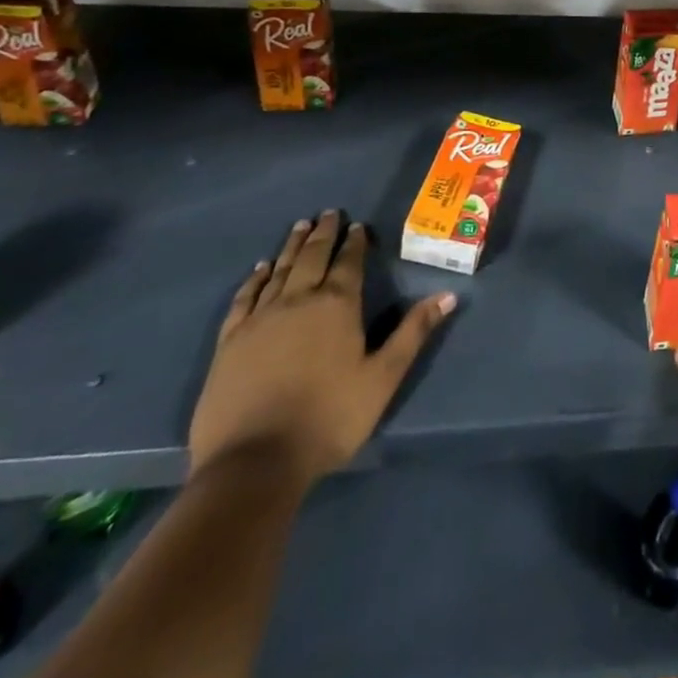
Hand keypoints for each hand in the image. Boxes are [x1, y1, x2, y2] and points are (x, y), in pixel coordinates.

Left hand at [188, 211, 455, 486]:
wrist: (253, 464)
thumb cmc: (329, 418)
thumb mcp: (383, 378)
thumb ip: (413, 333)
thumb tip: (448, 294)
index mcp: (337, 305)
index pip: (349, 263)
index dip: (355, 242)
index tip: (358, 226)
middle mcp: (298, 301)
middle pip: (312, 257)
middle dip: (323, 234)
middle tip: (328, 213)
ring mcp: (260, 319)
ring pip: (279, 270)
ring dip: (292, 246)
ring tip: (300, 226)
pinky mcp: (230, 342)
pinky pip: (244, 298)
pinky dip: (255, 279)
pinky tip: (260, 269)